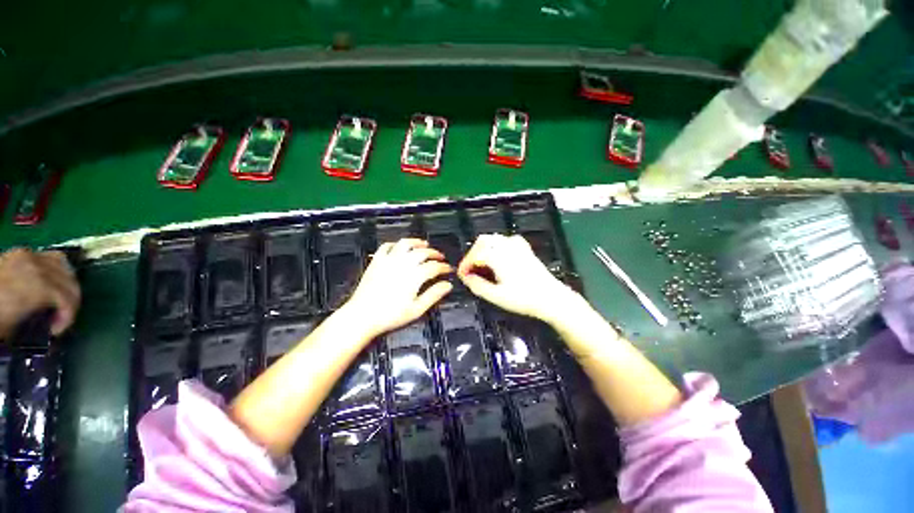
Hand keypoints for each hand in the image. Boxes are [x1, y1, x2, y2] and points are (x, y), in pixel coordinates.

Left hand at [0, 248, 80, 338]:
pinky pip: (49, 257)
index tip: (55, 332)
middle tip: (59, 318)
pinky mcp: (22, 253)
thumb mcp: (12, 328)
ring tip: (57, 299)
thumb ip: (35, 323)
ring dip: (66, 284)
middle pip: (69, 281)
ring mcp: (28, 256)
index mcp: (37, 287)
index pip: (67, 299)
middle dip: (70, 301)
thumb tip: (50, 325)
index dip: (68, 317)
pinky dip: (55, 269)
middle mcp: (38, 267)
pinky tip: (48, 281)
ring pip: (64, 265)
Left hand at [341, 238, 452, 338]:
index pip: (434, 266)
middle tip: (440, 257)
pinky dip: (395, 244)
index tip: (449, 269)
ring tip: (424, 244)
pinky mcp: (376, 261)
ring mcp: (389, 260)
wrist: (362, 316)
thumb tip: (448, 285)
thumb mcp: (417, 309)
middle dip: (434, 253)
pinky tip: (399, 247)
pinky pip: (386, 246)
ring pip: (405, 243)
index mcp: (415, 275)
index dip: (444, 267)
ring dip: (417, 242)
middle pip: (423, 252)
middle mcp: (403, 263)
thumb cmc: (390, 315)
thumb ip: (434, 295)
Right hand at [458, 234, 580, 324]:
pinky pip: (504, 240)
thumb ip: (477, 285)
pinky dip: (496, 247)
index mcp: (498, 256)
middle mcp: (506, 245)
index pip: (475, 255)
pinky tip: (497, 259)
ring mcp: (517, 245)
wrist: (551, 298)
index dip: (465, 265)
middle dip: (473, 254)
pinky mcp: (524, 248)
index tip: (461, 275)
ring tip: (481, 266)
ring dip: (483, 250)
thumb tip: (465, 278)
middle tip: (470, 270)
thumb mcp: (496, 296)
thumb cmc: (524, 299)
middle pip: (482, 242)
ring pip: (493, 239)